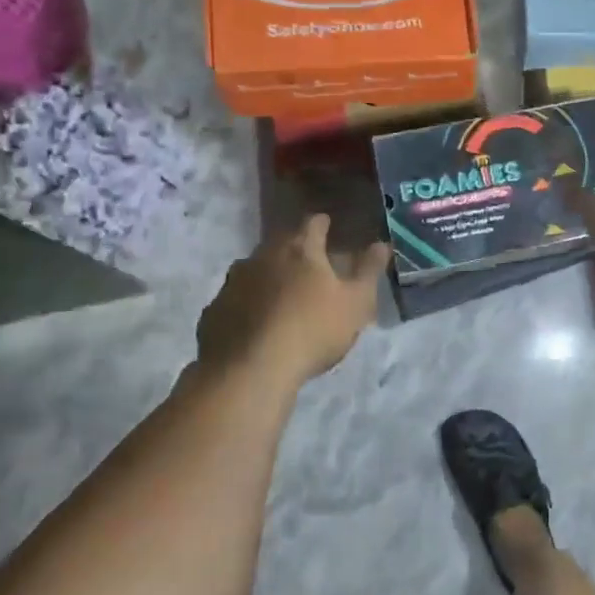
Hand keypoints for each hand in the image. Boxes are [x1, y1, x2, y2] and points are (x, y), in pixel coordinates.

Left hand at [194, 215, 389, 385]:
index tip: (328, 228)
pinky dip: (247, 307)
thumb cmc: (313, 330)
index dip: (322, 224)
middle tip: (309, 268)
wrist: (250, 371)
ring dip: (268, 279)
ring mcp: (232, 283)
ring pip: (254, 272)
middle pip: (280, 245)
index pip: (312, 223)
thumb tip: (381, 244)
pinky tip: (256, 326)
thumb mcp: (356, 303)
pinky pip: (235, 301)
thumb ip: (369, 271)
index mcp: (299, 249)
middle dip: (295, 252)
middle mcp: (261, 257)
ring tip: (282, 299)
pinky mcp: (213, 312)